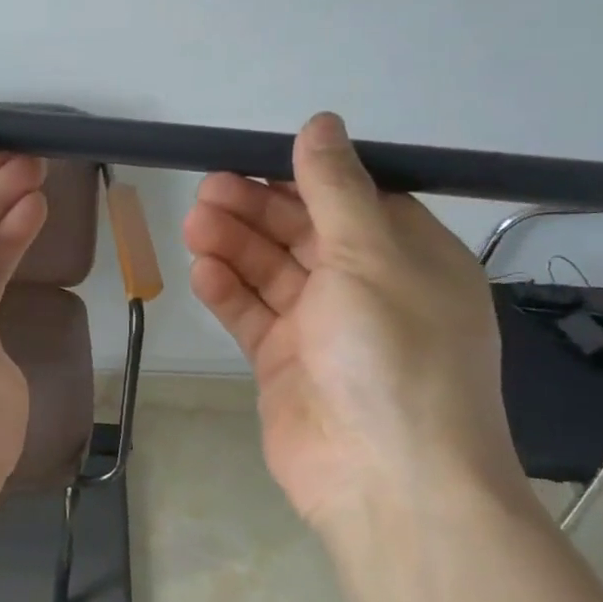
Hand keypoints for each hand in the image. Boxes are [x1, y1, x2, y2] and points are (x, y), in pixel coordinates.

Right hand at [183, 113, 524, 533]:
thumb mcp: (372, 255)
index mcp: (407, 256)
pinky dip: (228, 293)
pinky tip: (202, 272)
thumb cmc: (393, 354)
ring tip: (195, 225)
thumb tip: (320, 124)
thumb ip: (336, 189)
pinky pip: (253, 317)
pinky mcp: (285, 365)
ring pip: (271, 273)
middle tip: (206, 191)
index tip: (252, 160)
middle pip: (303, 233)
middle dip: (256, 210)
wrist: (385, 477)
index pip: (350, 199)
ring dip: (235, 247)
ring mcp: (323, 329)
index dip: (302, 178)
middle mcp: (367, 288)